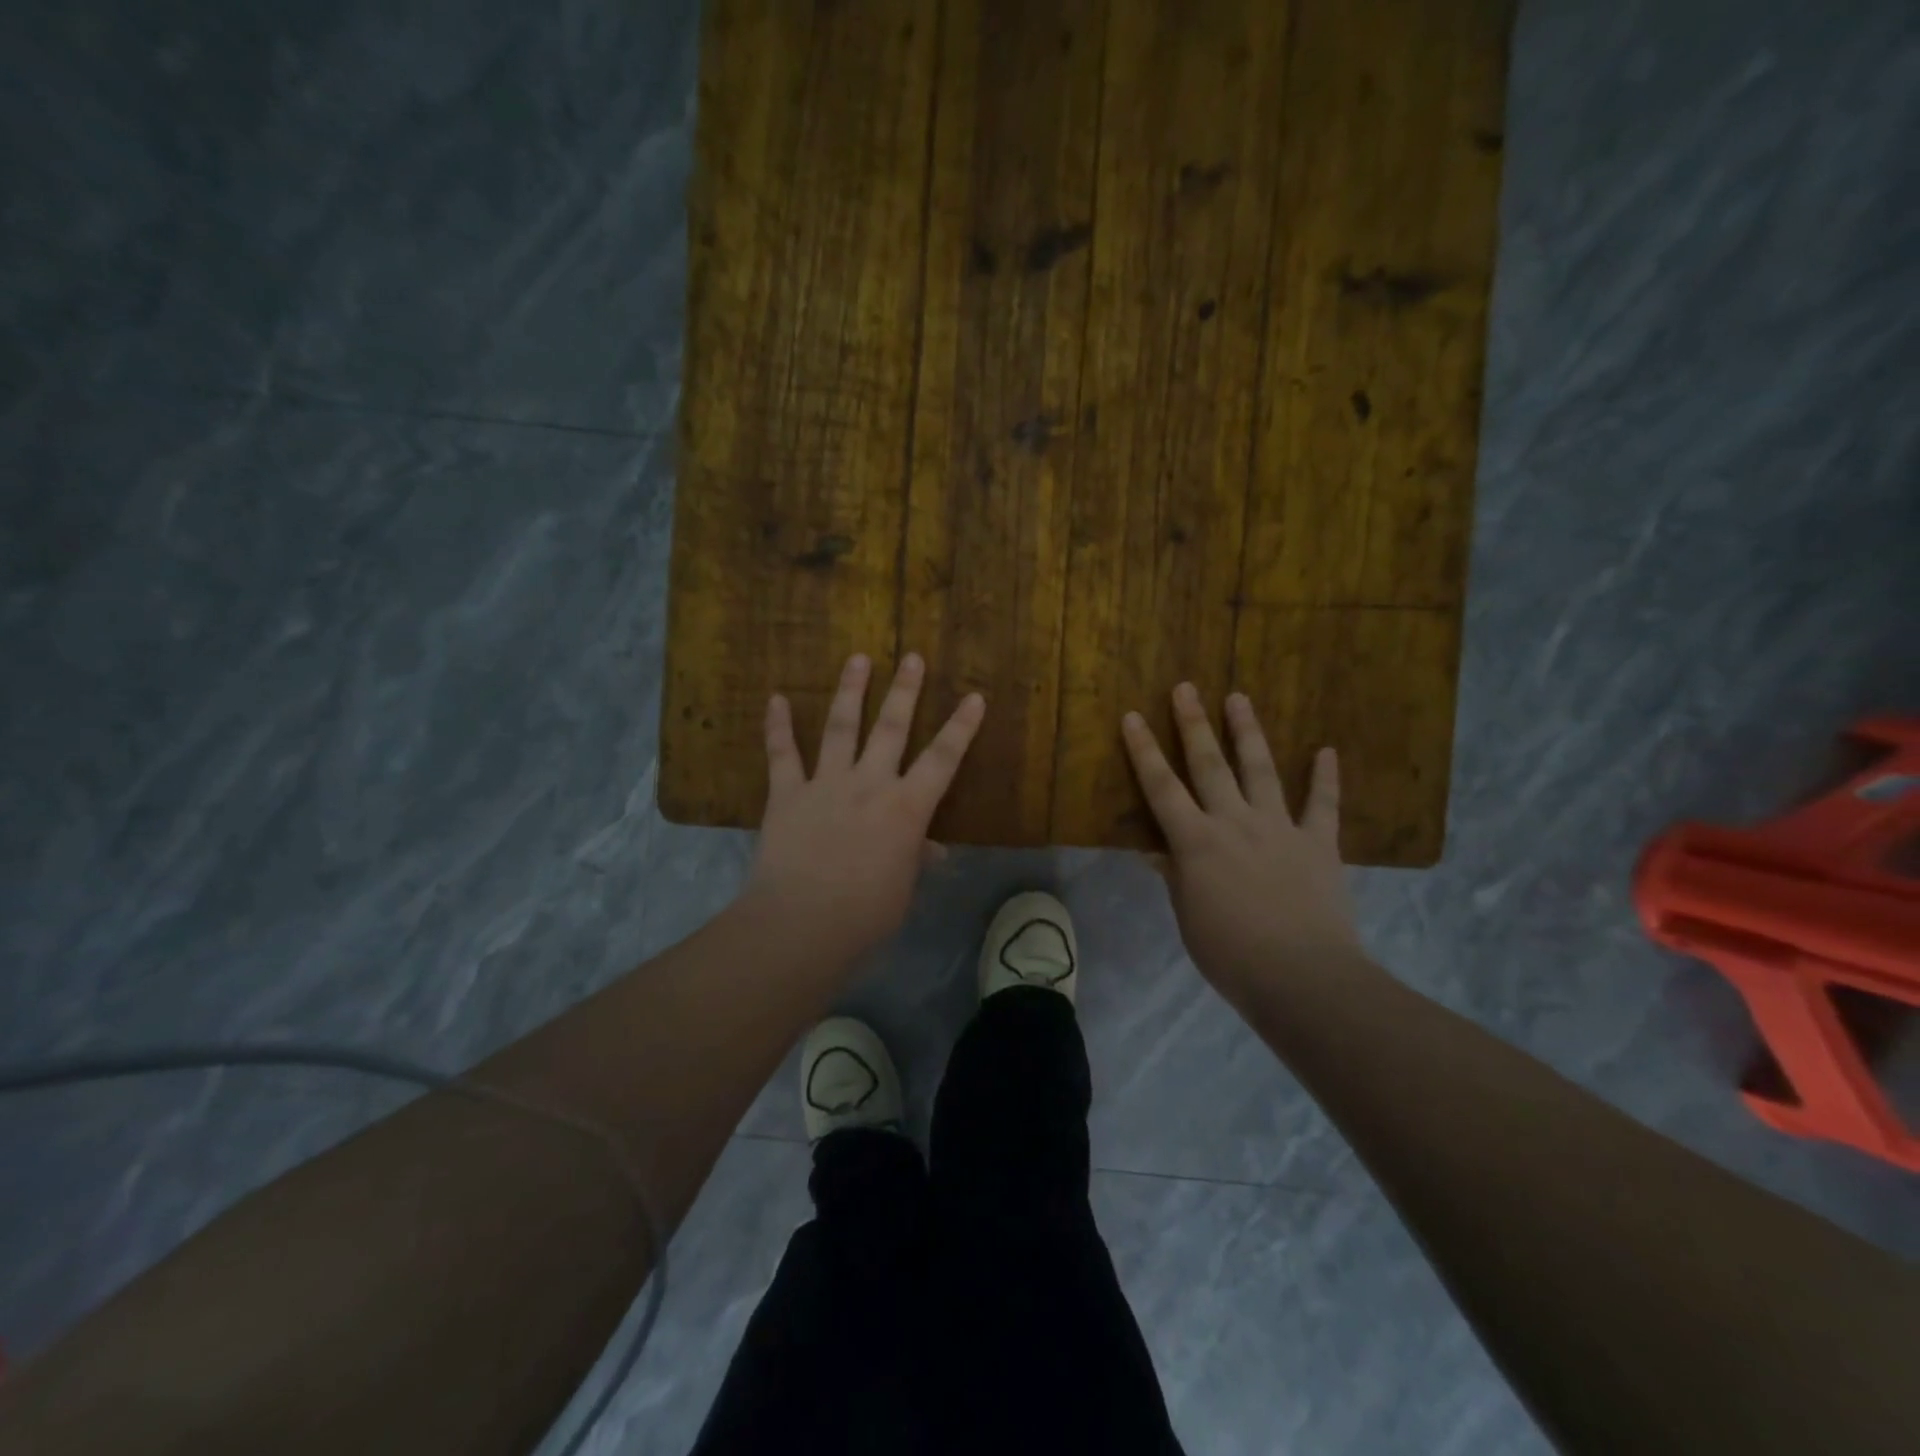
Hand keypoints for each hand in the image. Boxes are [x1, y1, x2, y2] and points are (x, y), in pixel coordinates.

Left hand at [744, 652, 984, 962]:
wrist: (802, 923)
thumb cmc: (865, 914)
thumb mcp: (903, 888)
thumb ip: (915, 859)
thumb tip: (932, 850)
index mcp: (906, 808)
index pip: (943, 759)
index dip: (961, 727)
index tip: (974, 696)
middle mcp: (869, 784)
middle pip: (891, 728)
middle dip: (904, 690)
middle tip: (911, 657)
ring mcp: (826, 784)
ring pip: (841, 727)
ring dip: (850, 691)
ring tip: (857, 658)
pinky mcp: (787, 794)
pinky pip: (782, 754)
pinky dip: (778, 726)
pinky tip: (776, 698)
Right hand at [1121, 684, 1367, 1004]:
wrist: (1303, 978)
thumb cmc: (1231, 954)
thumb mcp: (1189, 916)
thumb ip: (1175, 876)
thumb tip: (1155, 850)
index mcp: (1196, 842)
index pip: (1161, 788)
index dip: (1144, 751)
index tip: (1132, 717)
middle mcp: (1234, 822)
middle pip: (1209, 764)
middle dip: (1193, 724)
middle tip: (1185, 688)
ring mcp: (1280, 828)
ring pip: (1260, 770)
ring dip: (1247, 732)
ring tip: (1239, 697)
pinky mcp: (1318, 843)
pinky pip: (1322, 805)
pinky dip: (1325, 777)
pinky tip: (1326, 750)